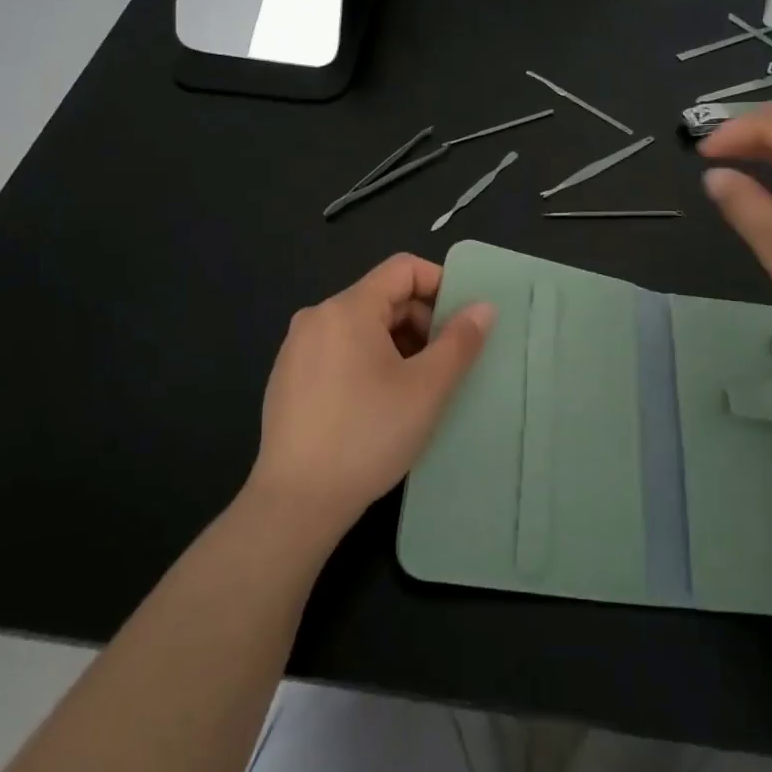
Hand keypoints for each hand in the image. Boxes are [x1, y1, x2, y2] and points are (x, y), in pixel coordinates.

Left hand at [245, 254, 495, 541]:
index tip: (462, 323)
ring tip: (416, 388)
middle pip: (382, 297)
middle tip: (445, 364)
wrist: (296, 502)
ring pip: (362, 326)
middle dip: (421, 321)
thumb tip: (483, 307)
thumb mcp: (426, 388)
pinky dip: (368, 361)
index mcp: (347, 308)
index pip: (403, 269)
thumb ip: (460, 341)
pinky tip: (378, 404)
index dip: (440, 285)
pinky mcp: (288, 377)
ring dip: (398, 344)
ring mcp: (297, 348)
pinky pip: (339, 350)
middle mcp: (317, 317)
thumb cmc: (368, 436)